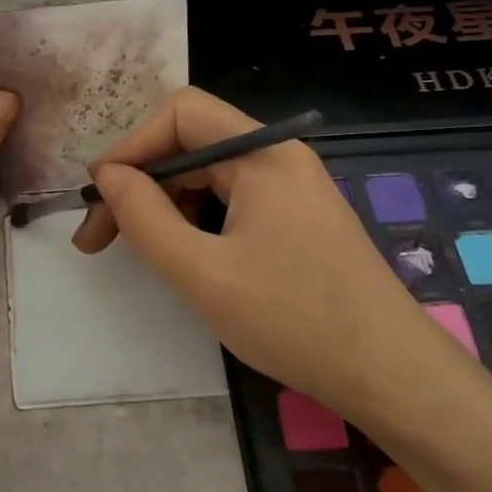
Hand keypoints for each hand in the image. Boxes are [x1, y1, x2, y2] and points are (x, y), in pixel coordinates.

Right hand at [73, 87, 460, 418]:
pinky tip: (178, 255)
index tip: (100, 196)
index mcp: (262, 154)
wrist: (392, 377)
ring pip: (206, 174)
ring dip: (162, 205)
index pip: (179, 114)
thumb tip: (107, 175)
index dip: (132, 146)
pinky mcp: (294, 217)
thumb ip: (146, 219)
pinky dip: (192, 220)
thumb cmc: (297, 321)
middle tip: (98, 237)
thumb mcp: (204, 274)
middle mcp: (277, 157)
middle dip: (139, 183)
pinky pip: (228, 200)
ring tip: (132, 251)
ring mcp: (289, 187)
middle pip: (190, 143)